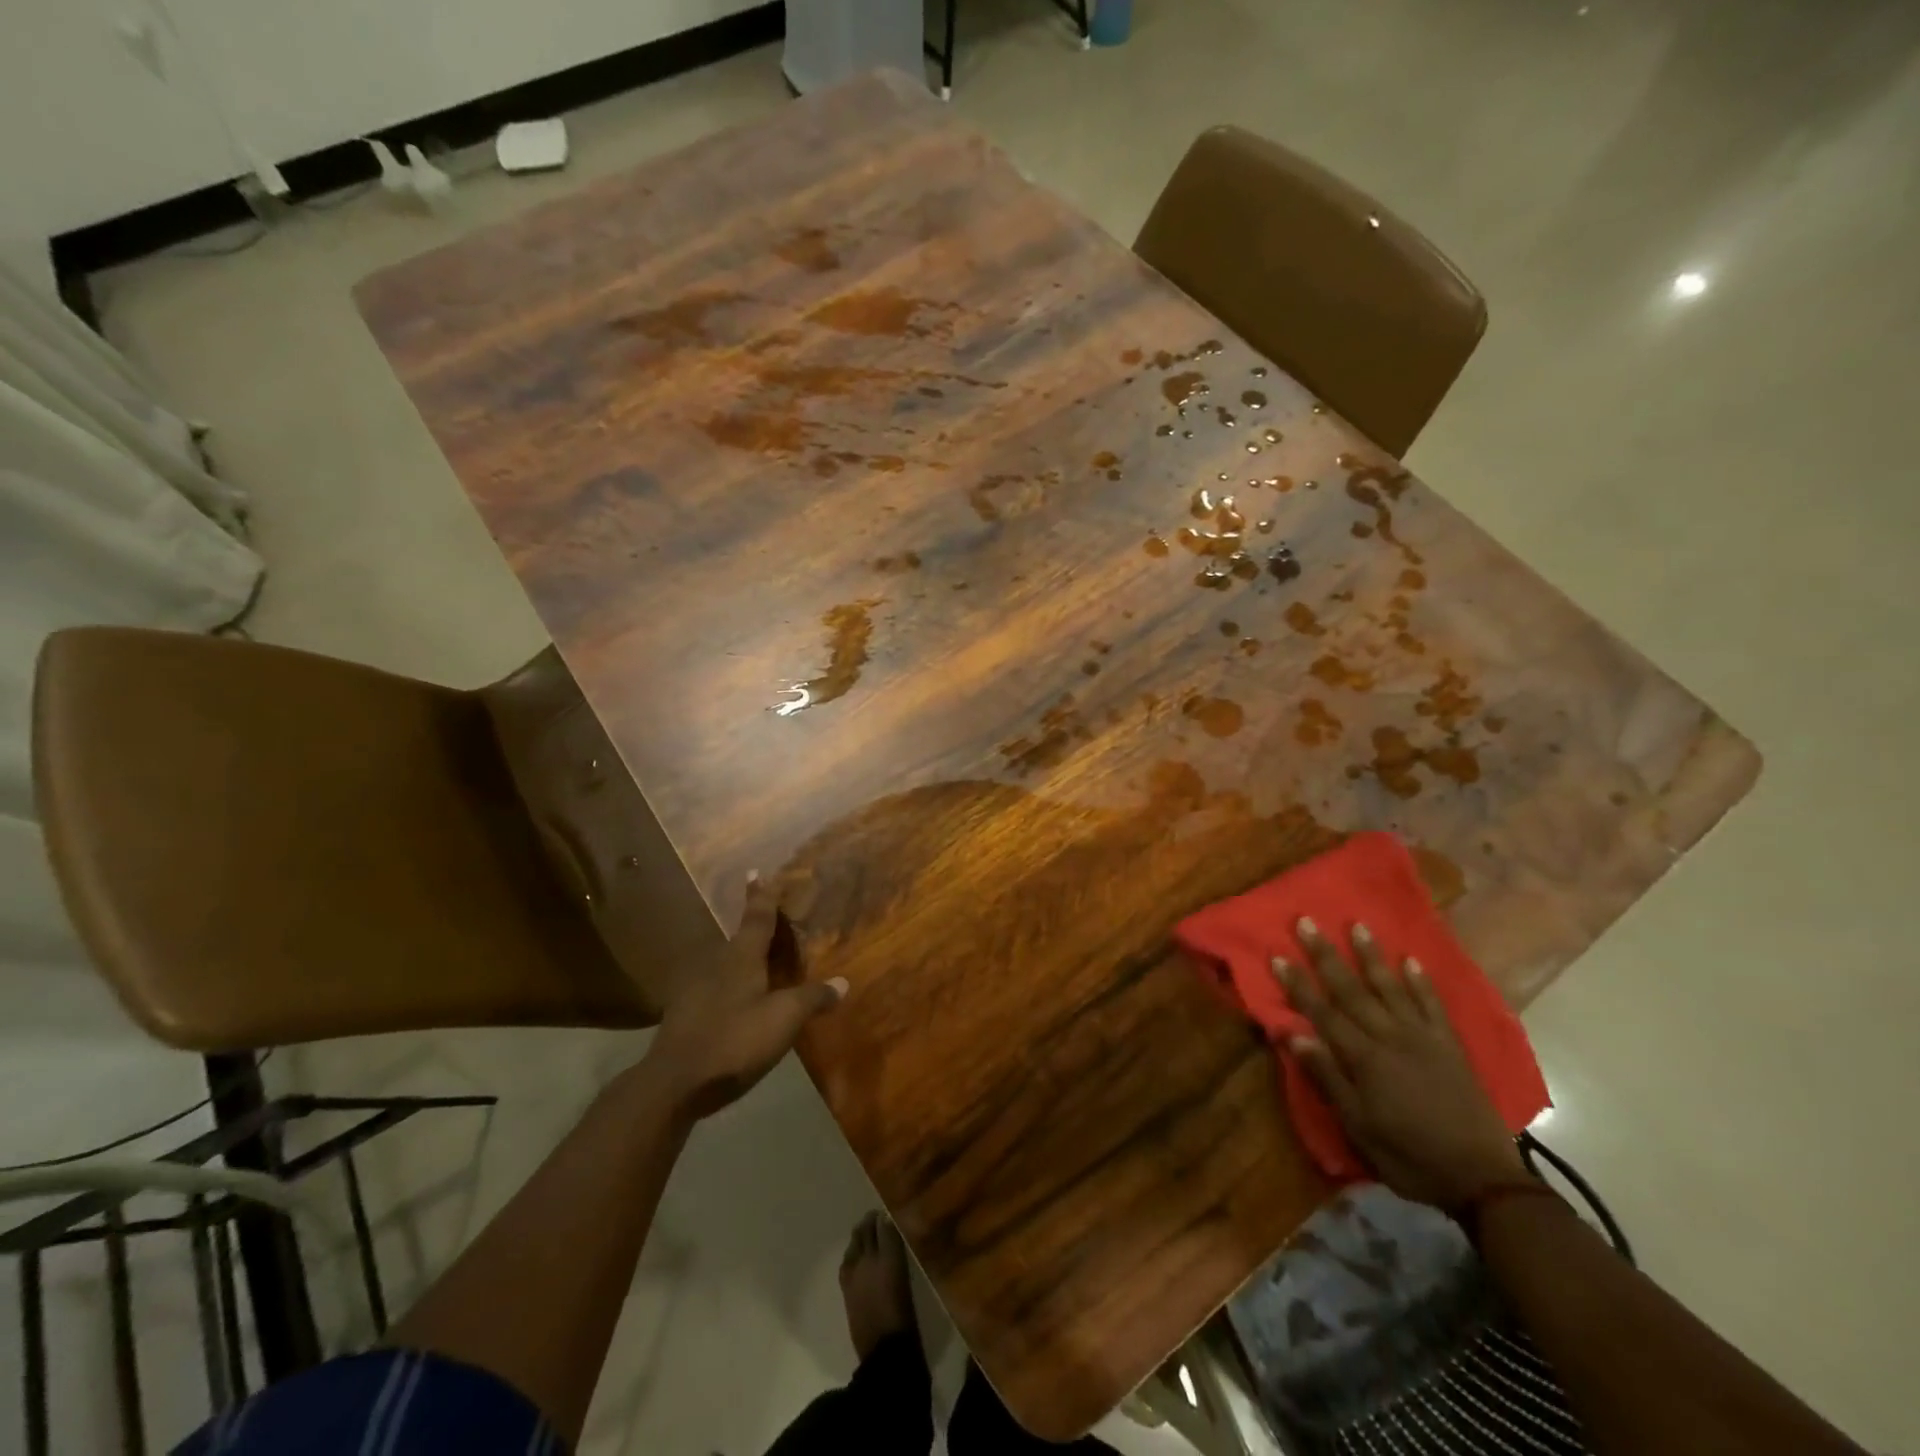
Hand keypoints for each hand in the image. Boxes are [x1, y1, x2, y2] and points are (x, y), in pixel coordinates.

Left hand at [643, 874, 845, 1121]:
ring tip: (758, 965)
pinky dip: (729, 988)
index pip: (756, 918)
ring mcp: (695, 989)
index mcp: (741, 957)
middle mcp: (716, 964)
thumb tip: (843, 982)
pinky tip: (736, 1004)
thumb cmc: (734, 1040)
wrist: (673, 1083)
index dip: (761, 896)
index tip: (755, 872)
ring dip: (741, 961)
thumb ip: (813, 999)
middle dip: (754, 930)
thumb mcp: (784, 1019)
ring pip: (725, 964)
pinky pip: (714, 988)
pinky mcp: (684, 1014)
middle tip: (772, 925)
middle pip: (739, 939)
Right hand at [1275, 919, 1525, 1207]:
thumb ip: (1327, 1076)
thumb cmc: (1409, 1155)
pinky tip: (1411, 961)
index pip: (1321, 1012)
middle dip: (1325, 956)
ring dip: (1371, 956)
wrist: (1482, 1179)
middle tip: (1306, 922)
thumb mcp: (1358, 1125)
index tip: (1277, 954)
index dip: (1298, 984)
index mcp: (1363, 1058)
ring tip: (1357, 926)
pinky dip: (1421, 983)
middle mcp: (1390, 1037)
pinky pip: (1433, 1006)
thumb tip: (1293, 1034)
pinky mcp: (1450, 1047)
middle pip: (1351, 990)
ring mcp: (1423, 1038)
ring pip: (1390, 988)